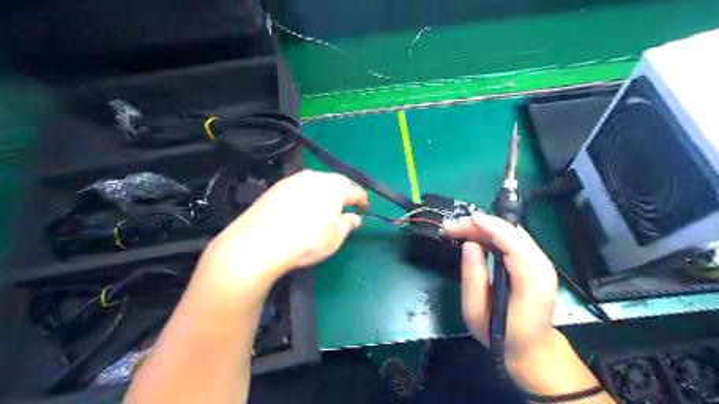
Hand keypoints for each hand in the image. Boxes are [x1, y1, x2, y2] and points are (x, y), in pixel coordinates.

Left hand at [203, 170, 370, 283]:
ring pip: (317, 182)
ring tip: (325, 206)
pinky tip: (303, 207)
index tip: (364, 209)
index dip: (362, 200)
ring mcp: (294, 180)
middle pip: (336, 182)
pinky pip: (300, 186)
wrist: (259, 243)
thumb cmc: (305, 242)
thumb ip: (347, 225)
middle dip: (344, 192)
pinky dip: (307, 194)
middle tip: (346, 205)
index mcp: (334, 188)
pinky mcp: (277, 186)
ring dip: (325, 192)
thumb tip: (354, 218)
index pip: (355, 191)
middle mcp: (315, 178)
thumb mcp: (334, 239)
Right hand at [445, 215, 560, 371]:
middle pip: (514, 233)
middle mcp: (542, 268)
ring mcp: (541, 263)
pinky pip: (513, 239)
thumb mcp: (476, 312)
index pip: (515, 245)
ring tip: (459, 230)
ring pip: (513, 233)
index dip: (491, 228)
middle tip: (452, 227)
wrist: (531, 348)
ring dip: (485, 227)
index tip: (467, 220)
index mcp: (531, 284)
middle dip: (482, 225)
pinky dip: (492, 234)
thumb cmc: (501, 335)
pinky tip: (475, 236)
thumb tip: (469, 245)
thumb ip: (473, 278)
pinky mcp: (535, 262)